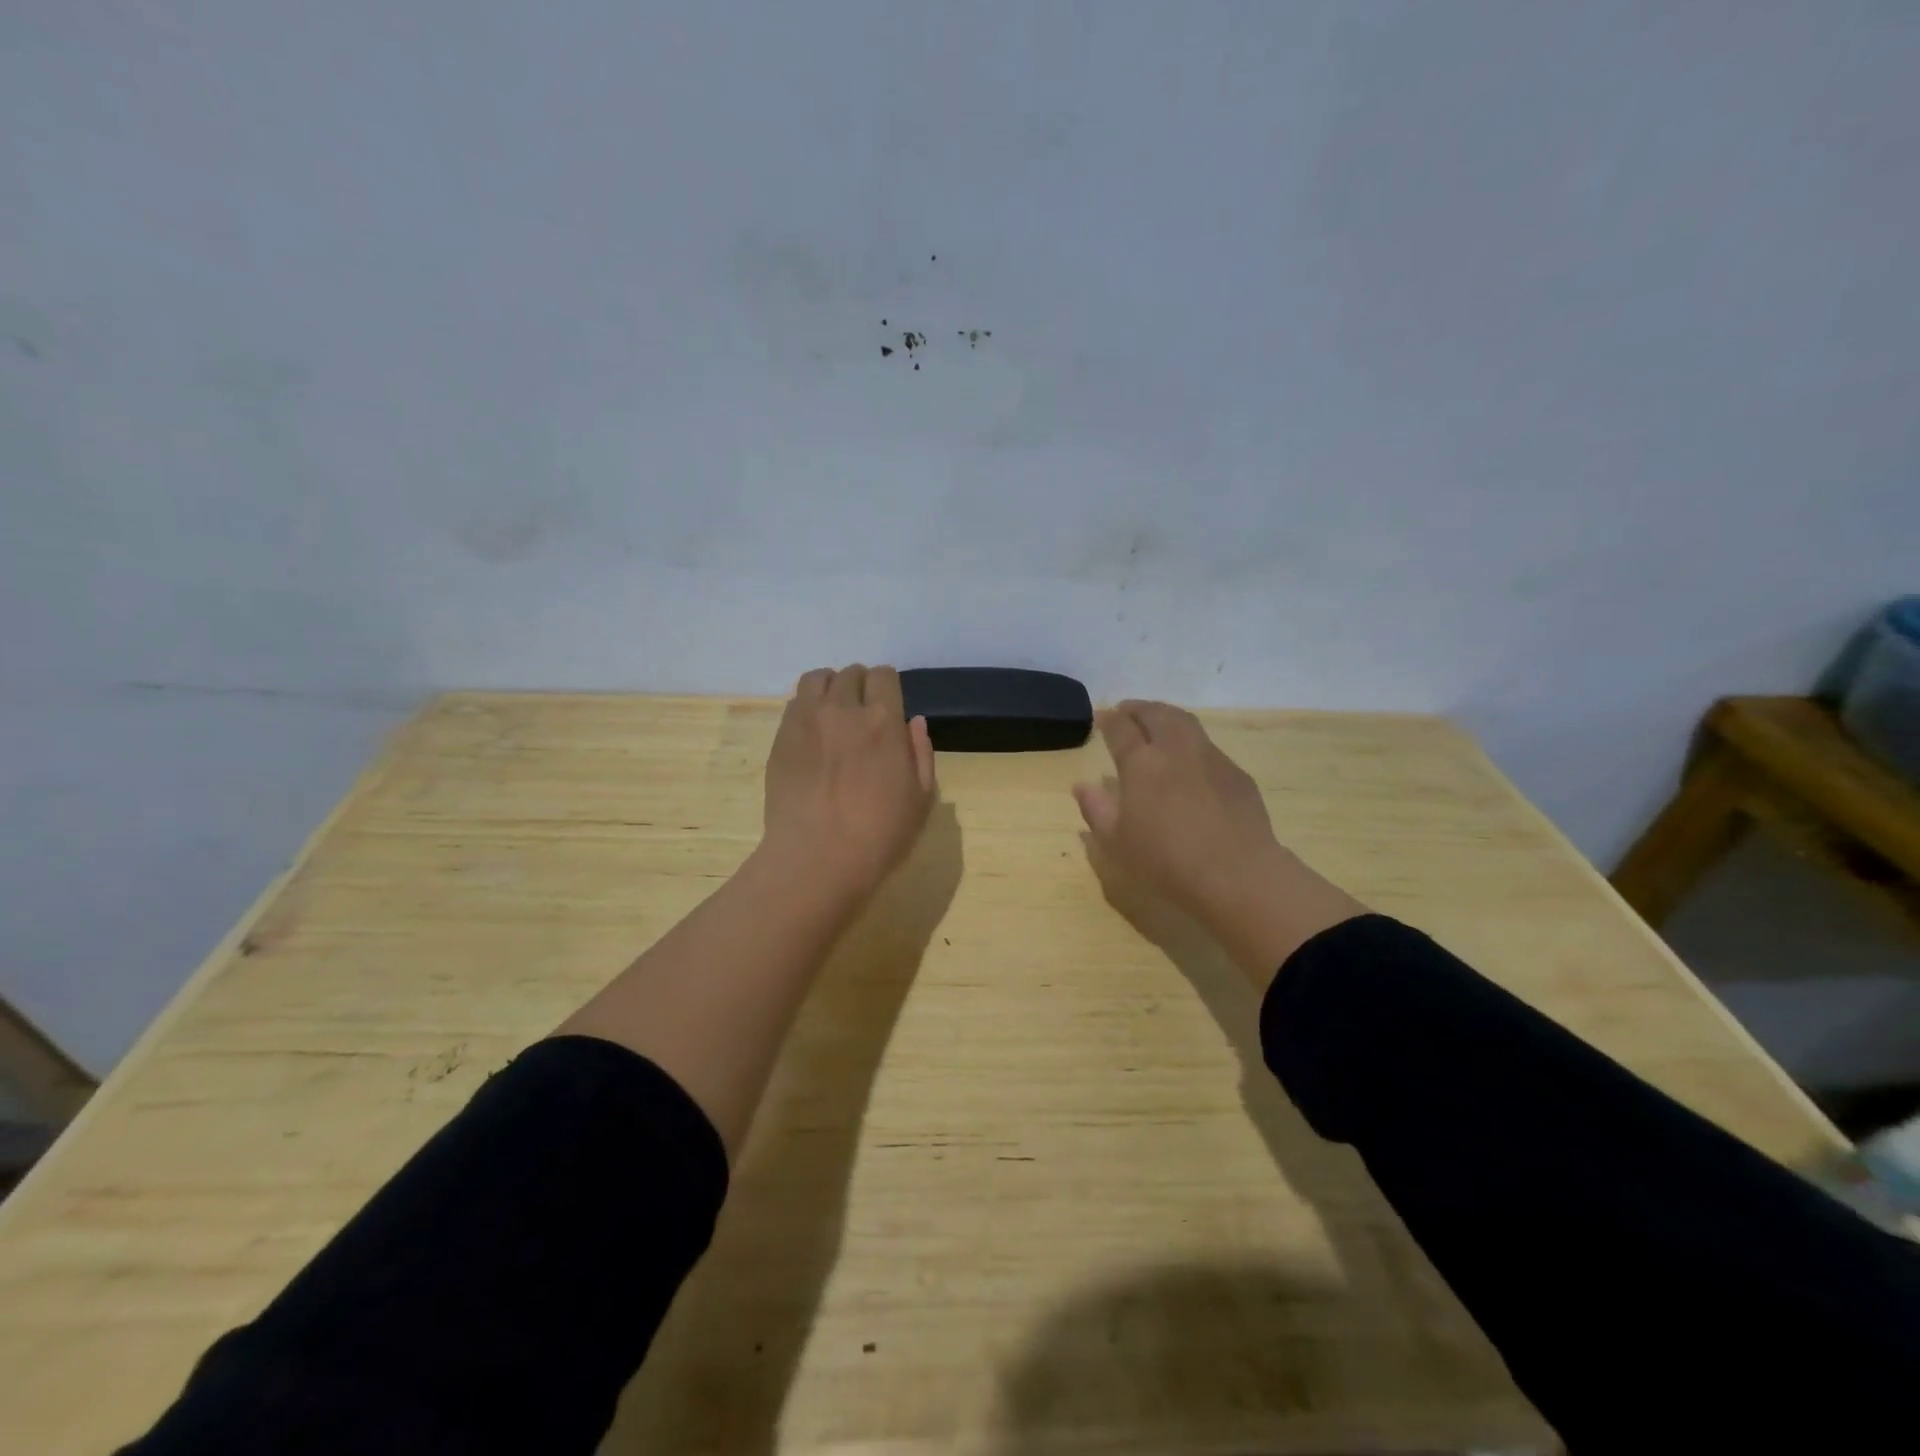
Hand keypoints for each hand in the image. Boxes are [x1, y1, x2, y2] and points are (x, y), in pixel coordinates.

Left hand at [762, 665, 936, 902]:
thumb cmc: (879, 835)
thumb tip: (914, 721)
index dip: (888, 688)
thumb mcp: (921, 798)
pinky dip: (807, 707)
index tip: (888, 708)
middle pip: (851, 673)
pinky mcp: (781, 737)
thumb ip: (921, 753)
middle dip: (861, 687)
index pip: (883, 675)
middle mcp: (843, 709)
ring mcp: (806, 720)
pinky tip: (813, 734)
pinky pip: (795, 703)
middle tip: (862, 715)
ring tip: (834, 713)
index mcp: (883, 721)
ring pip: (817, 678)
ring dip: (830, 688)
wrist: (816, 859)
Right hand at [1073, 700, 1364, 982]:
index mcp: (1141, 764)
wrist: (1236, 874)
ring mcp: (1211, 758)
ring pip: (1186, 723)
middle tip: (1128, 711)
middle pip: (1156, 714)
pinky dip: (1192, 743)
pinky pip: (1208, 747)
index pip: (1121, 729)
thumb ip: (1096, 809)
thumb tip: (1082, 786)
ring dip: (1167, 716)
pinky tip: (1190, 760)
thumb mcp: (1116, 843)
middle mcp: (1176, 750)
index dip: (1110, 720)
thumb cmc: (1165, 861)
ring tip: (1158, 722)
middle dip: (1139, 708)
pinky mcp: (1236, 774)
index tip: (1102, 716)